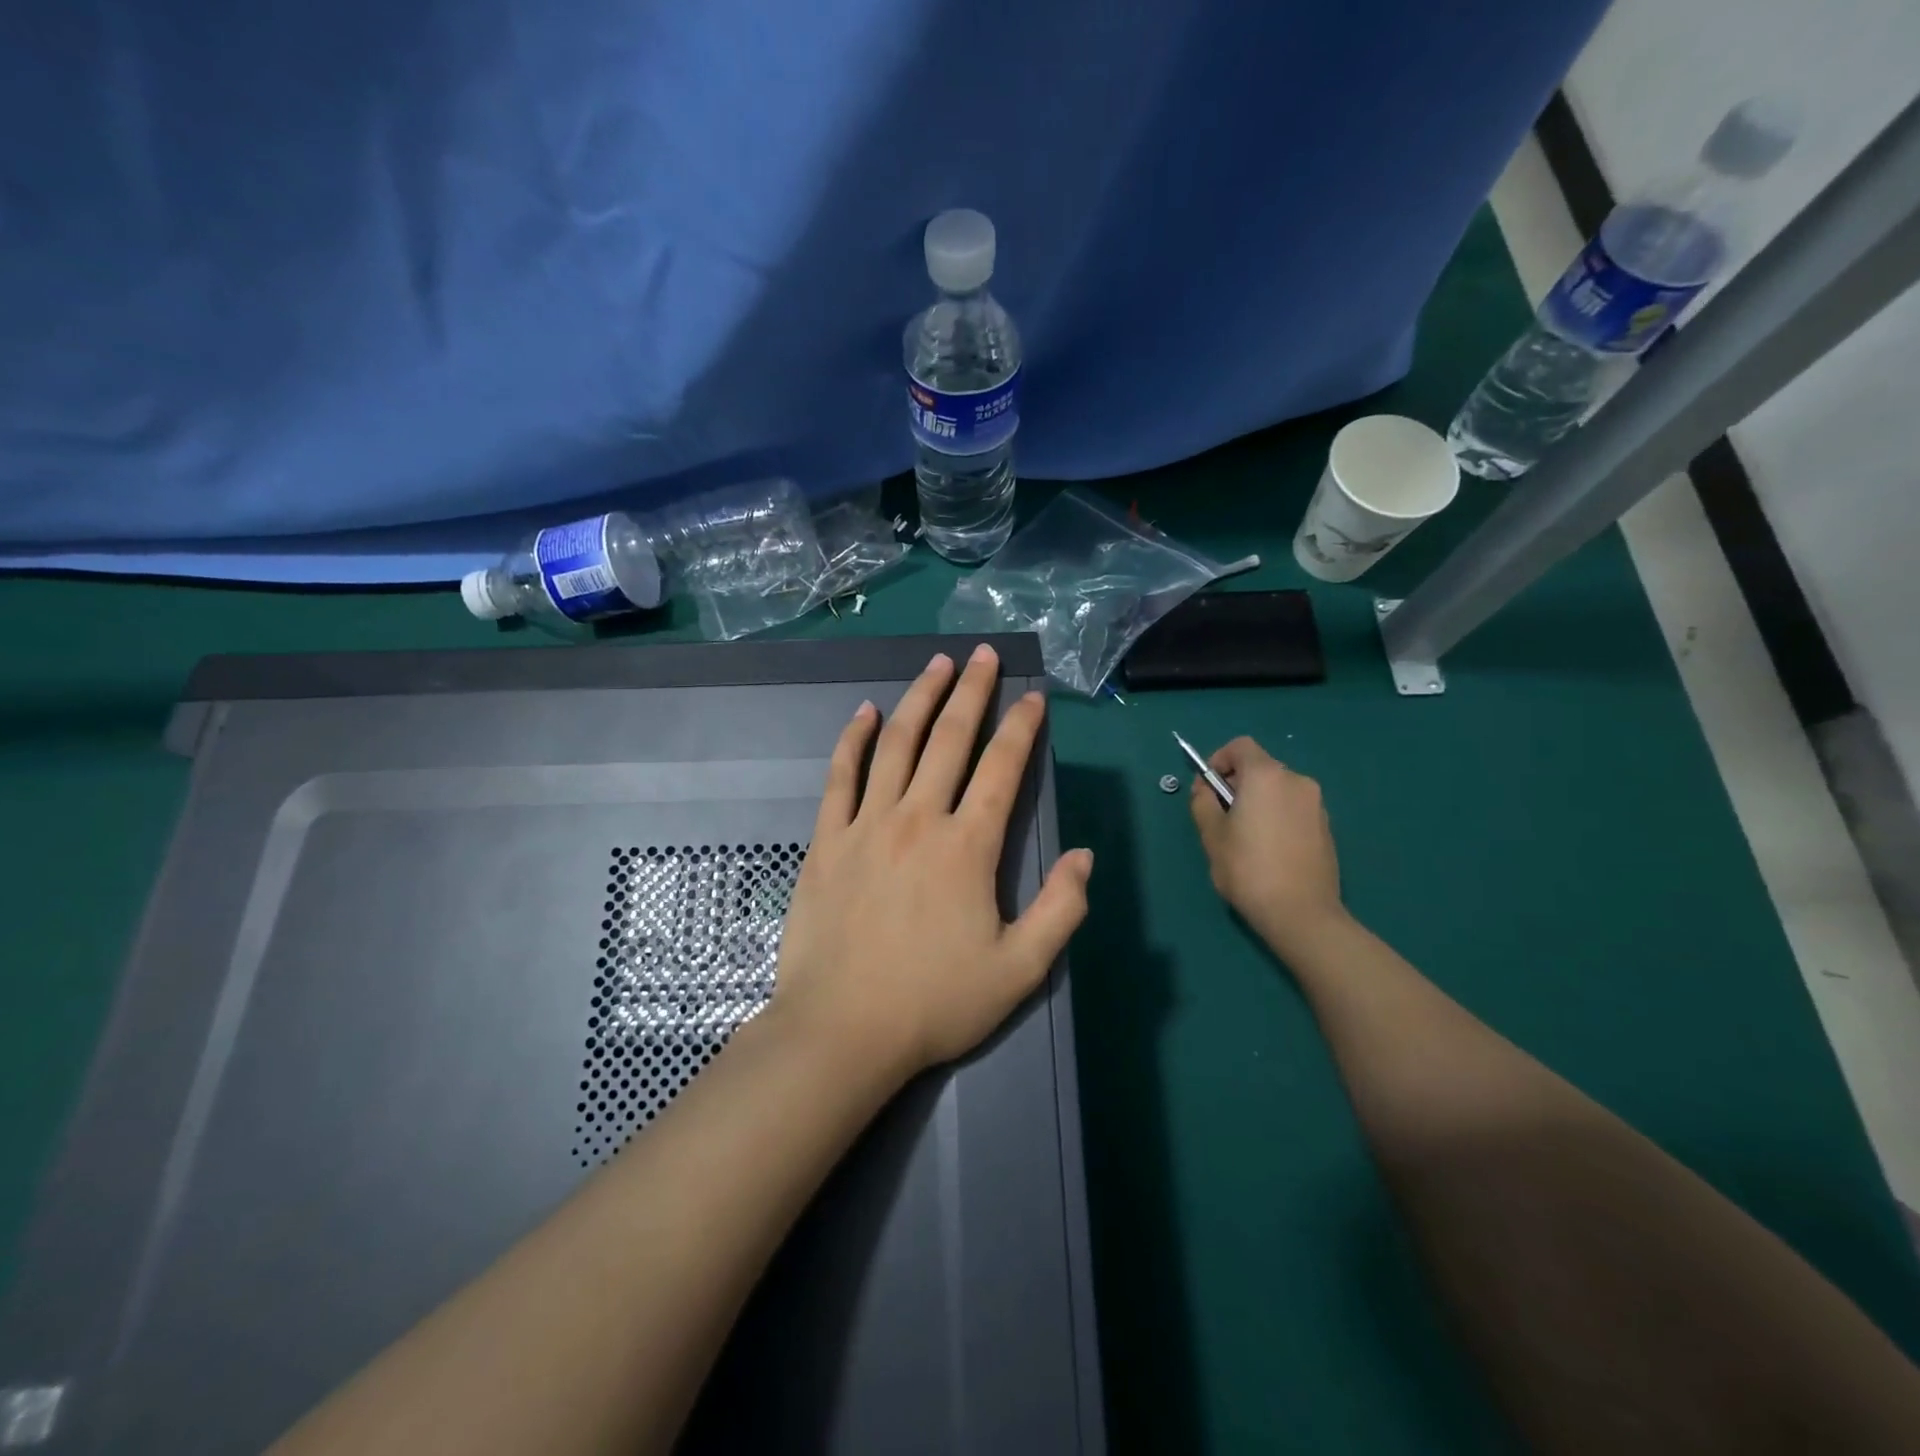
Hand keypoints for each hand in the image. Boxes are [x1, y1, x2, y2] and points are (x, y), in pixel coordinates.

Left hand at [771, 645, 1094, 1084]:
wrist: (841, 1031)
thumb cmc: (934, 1004)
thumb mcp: (1019, 970)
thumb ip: (1060, 910)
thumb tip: (1084, 856)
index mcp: (968, 846)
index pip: (1003, 768)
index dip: (1022, 728)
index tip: (1033, 698)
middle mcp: (919, 819)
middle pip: (949, 738)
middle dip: (972, 691)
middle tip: (984, 654)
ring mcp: (867, 824)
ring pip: (897, 744)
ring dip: (919, 698)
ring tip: (936, 664)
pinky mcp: (827, 840)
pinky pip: (841, 776)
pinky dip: (854, 740)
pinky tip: (865, 713)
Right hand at [1189, 736, 1345, 952]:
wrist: (1301, 913)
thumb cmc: (1248, 869)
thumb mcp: (1211, 835)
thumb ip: (1203, 802)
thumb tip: (1206, 789)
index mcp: (1266, 776)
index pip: (1240, 746)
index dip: (1219, 760)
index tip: (1208, 787)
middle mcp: (1296, 781)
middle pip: (1260, 767)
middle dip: (1237, 783)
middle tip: (1221, 816)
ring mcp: (1316, 804)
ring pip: (1278, 790)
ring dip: (1258, 801)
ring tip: (1245, 837)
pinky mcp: (1326, 827)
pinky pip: (1293, 809)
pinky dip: (1277, 817)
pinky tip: (1269, 850)